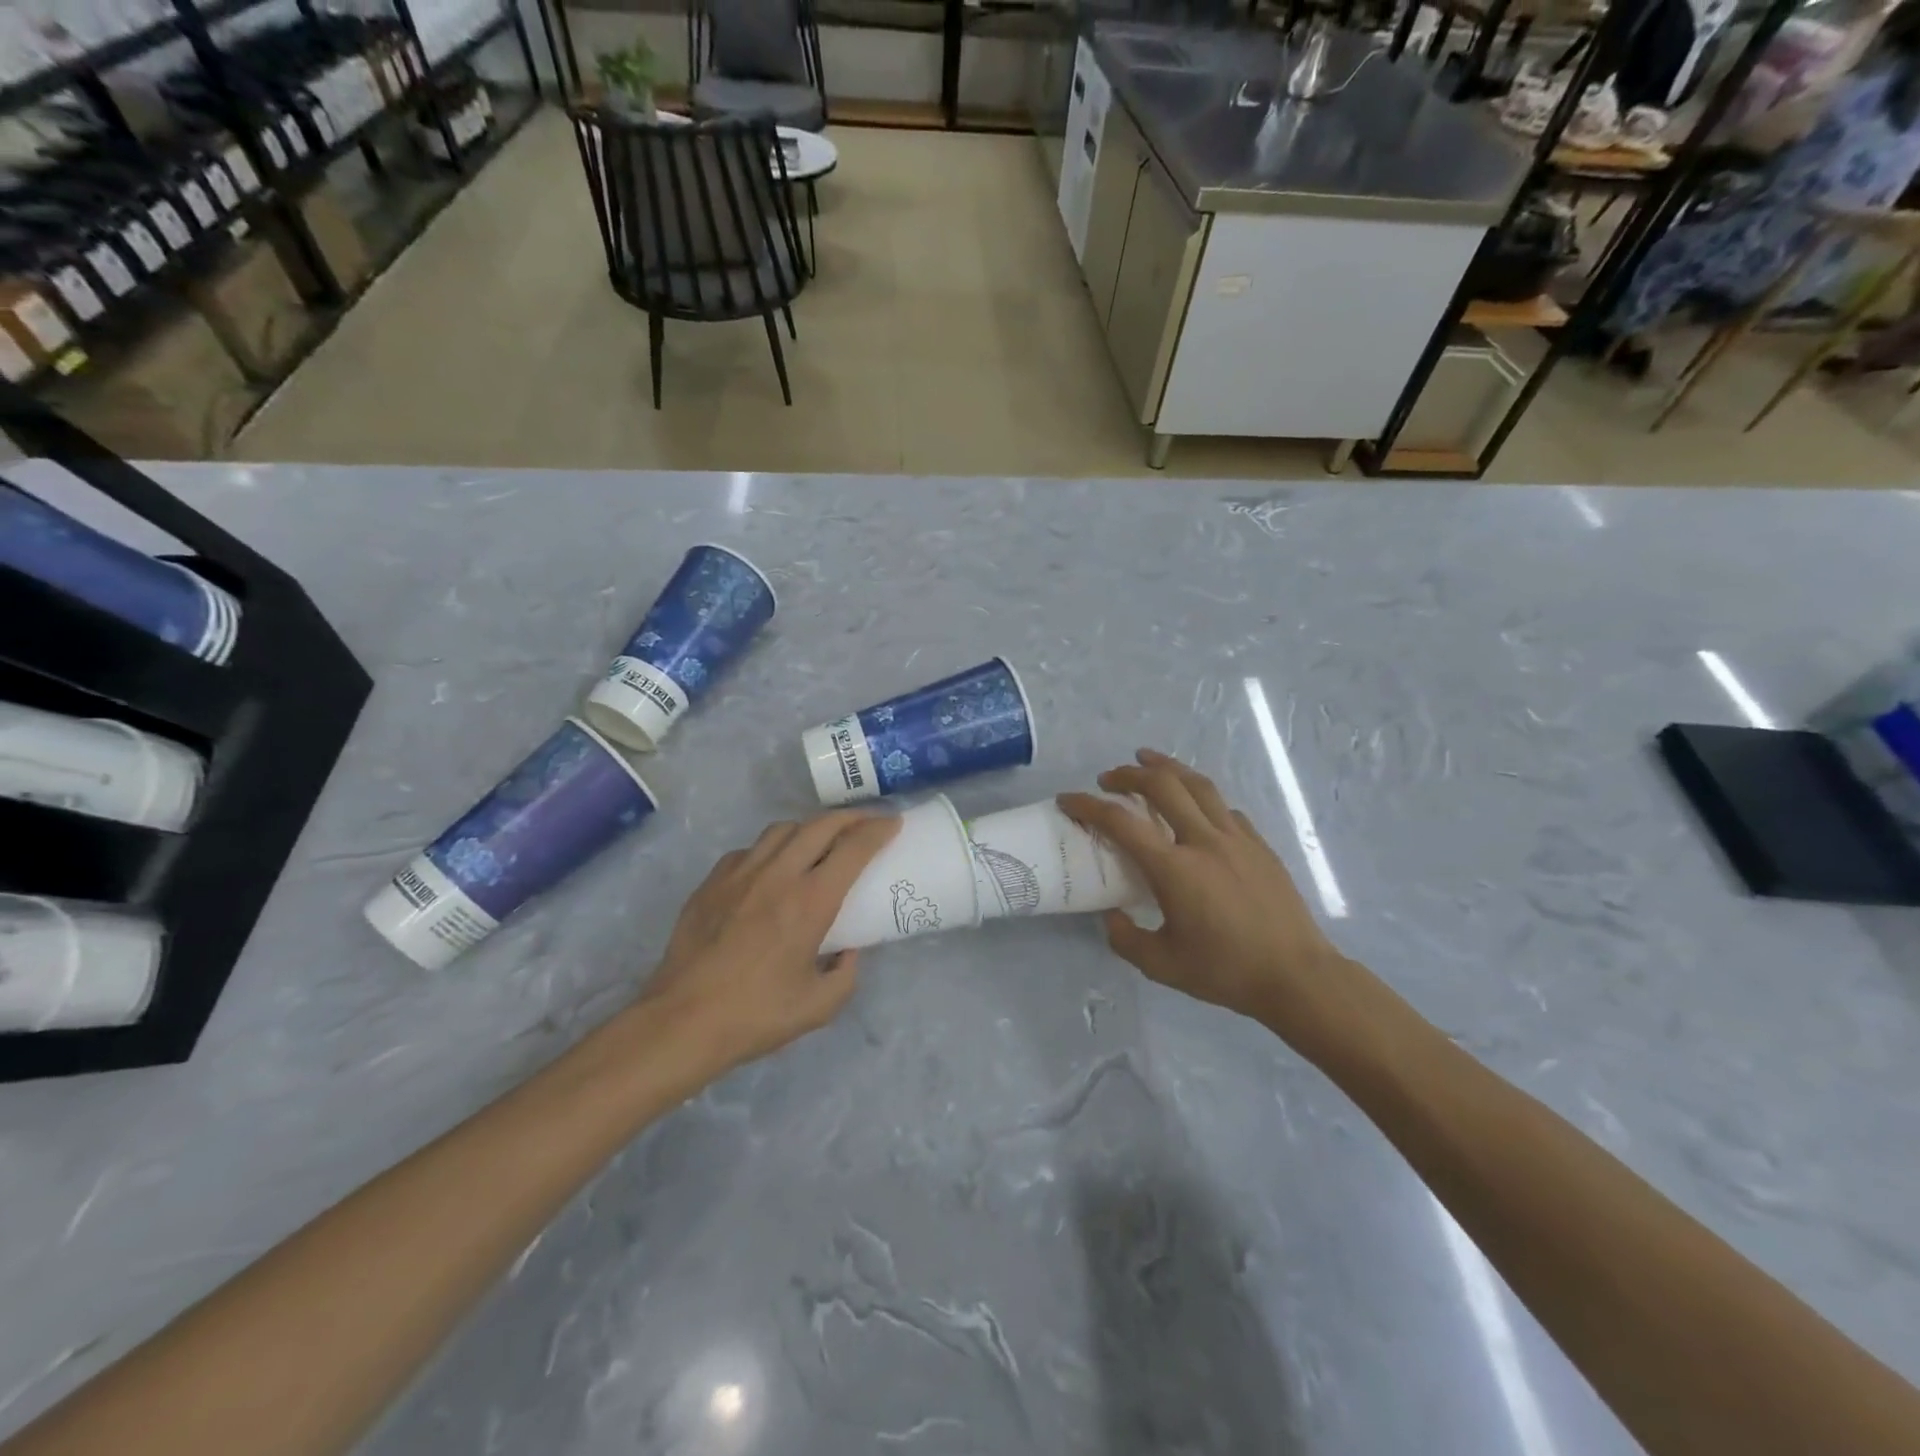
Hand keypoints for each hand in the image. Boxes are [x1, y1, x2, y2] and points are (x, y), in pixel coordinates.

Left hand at [643, 811, 899, 1075]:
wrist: (681, 1022)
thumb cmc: (756, 1015)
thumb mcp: (819, 1006)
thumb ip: (846, 974)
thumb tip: (849, 951)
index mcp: (810, 901)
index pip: (853, 848)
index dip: (878, 830)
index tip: (892, 823)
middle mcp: (777, 875)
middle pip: (820, 825)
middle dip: (849, 818)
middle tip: (865, 824)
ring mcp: (740, 874)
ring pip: (782, 829)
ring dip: (809, 829)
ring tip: (819, 841)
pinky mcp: (711, 882)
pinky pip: (749, 850)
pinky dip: (770, 849)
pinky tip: (771, 869)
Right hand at [1060, 749, 1367, 1062]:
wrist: (1296, 976)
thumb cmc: (1226, 971)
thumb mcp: (1162, 966)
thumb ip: (1126, 939)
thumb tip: (1112, 917)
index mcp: (1175, 869)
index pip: (1121, 822)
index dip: (1089, 806)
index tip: (1068, 799)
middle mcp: (1204, 841)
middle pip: (1162, 786)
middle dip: (1129, 774)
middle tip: (1109, 778)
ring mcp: (1236, 838)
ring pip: (1198, 785)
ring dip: (1168, 767)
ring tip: (1148, 760)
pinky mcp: (1259, 844)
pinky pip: (1224, 808)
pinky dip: (1200, 796)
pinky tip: (1195, 806)